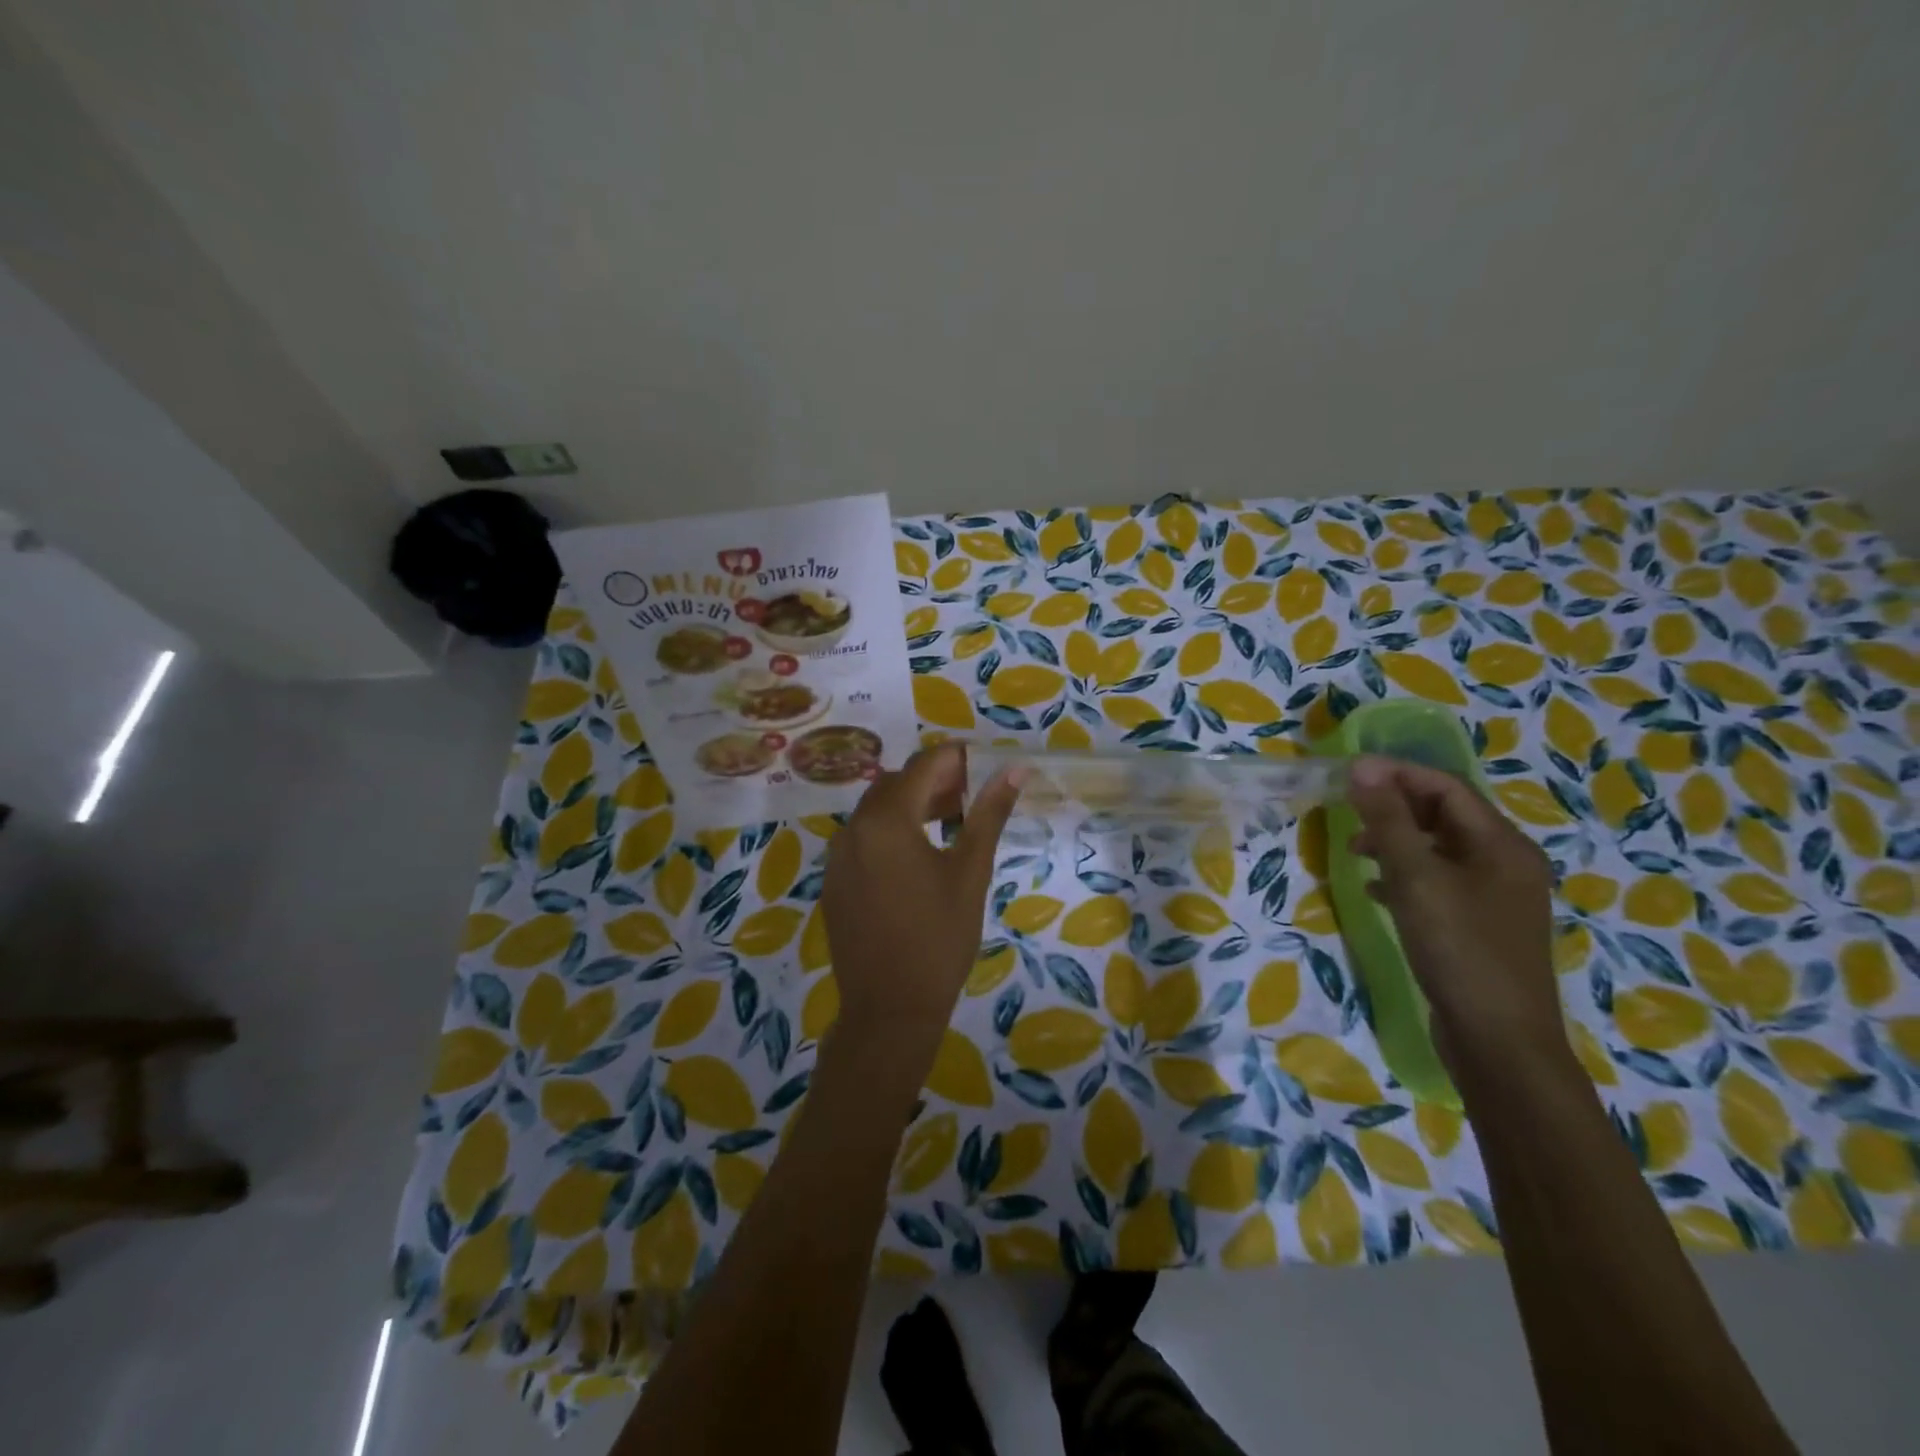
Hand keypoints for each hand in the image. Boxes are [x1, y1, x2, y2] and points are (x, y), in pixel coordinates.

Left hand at [821, 745, 1022, 1057]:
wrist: (889, 1009)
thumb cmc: (939, 938)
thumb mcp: (970, 872)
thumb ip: (989, 814)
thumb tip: (1014, 770)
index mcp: (887, 819)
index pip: (924, 765)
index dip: (956, 759)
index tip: (984, 766)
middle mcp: (854, 827)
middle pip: (897, 783)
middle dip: (934, 781)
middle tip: (971, 798)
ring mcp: (838, 855)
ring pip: (877, 810)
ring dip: (912, 805)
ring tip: (950, 822)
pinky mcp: (834, 879)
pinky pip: (863, 838)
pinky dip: (890, 832)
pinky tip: (917, 858)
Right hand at [1345, 755, 1562, 1071]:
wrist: (1498, 1041)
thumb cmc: (1459, 948)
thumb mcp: (1416, 878)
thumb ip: (1387, 820)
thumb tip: (1362, 767)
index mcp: (1502, 844)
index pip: (1446, 787)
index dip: (1396, 774)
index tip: (1347, 774)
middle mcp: (1505, 863)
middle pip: (1443, 816)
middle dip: (1392, 808)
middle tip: (1345, 811)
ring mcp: (1494, 896)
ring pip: (1437, 849)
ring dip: (1394, 841)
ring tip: (1353, 851)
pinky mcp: (1478, 925)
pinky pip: (1436, 882)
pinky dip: (1403, 876)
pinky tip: (1374, 889)